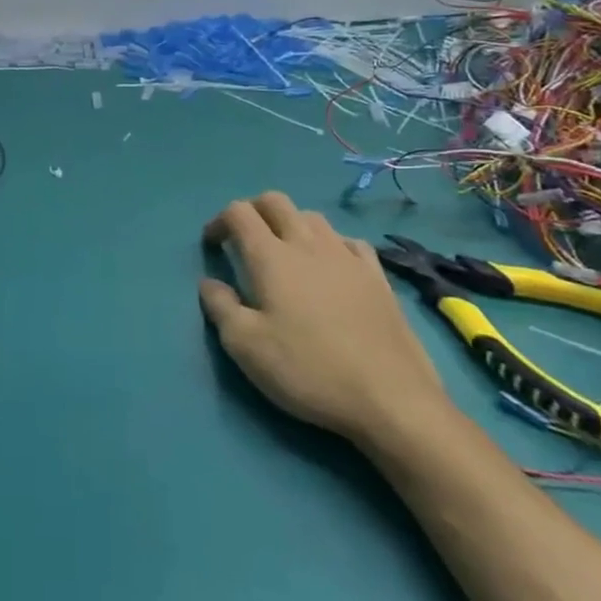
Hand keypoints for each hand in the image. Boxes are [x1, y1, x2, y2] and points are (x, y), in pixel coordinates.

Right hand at [200, 191, 449, 445]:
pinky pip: (348, 240)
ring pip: (312, 216)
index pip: (239, 212)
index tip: (213, 246)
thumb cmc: (308, 369)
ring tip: (285, 252)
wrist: (390, 399)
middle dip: (253, 210)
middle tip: (243, 239)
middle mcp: (308, 244)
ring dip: (291, 223)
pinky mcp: (377, 276)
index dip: (219, 221)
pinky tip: (331, 266)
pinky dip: (330, 243)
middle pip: (275, 201)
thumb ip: (220, 307)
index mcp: (271, 256)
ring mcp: (347, 256)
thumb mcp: (246, 346)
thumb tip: (209, 283)